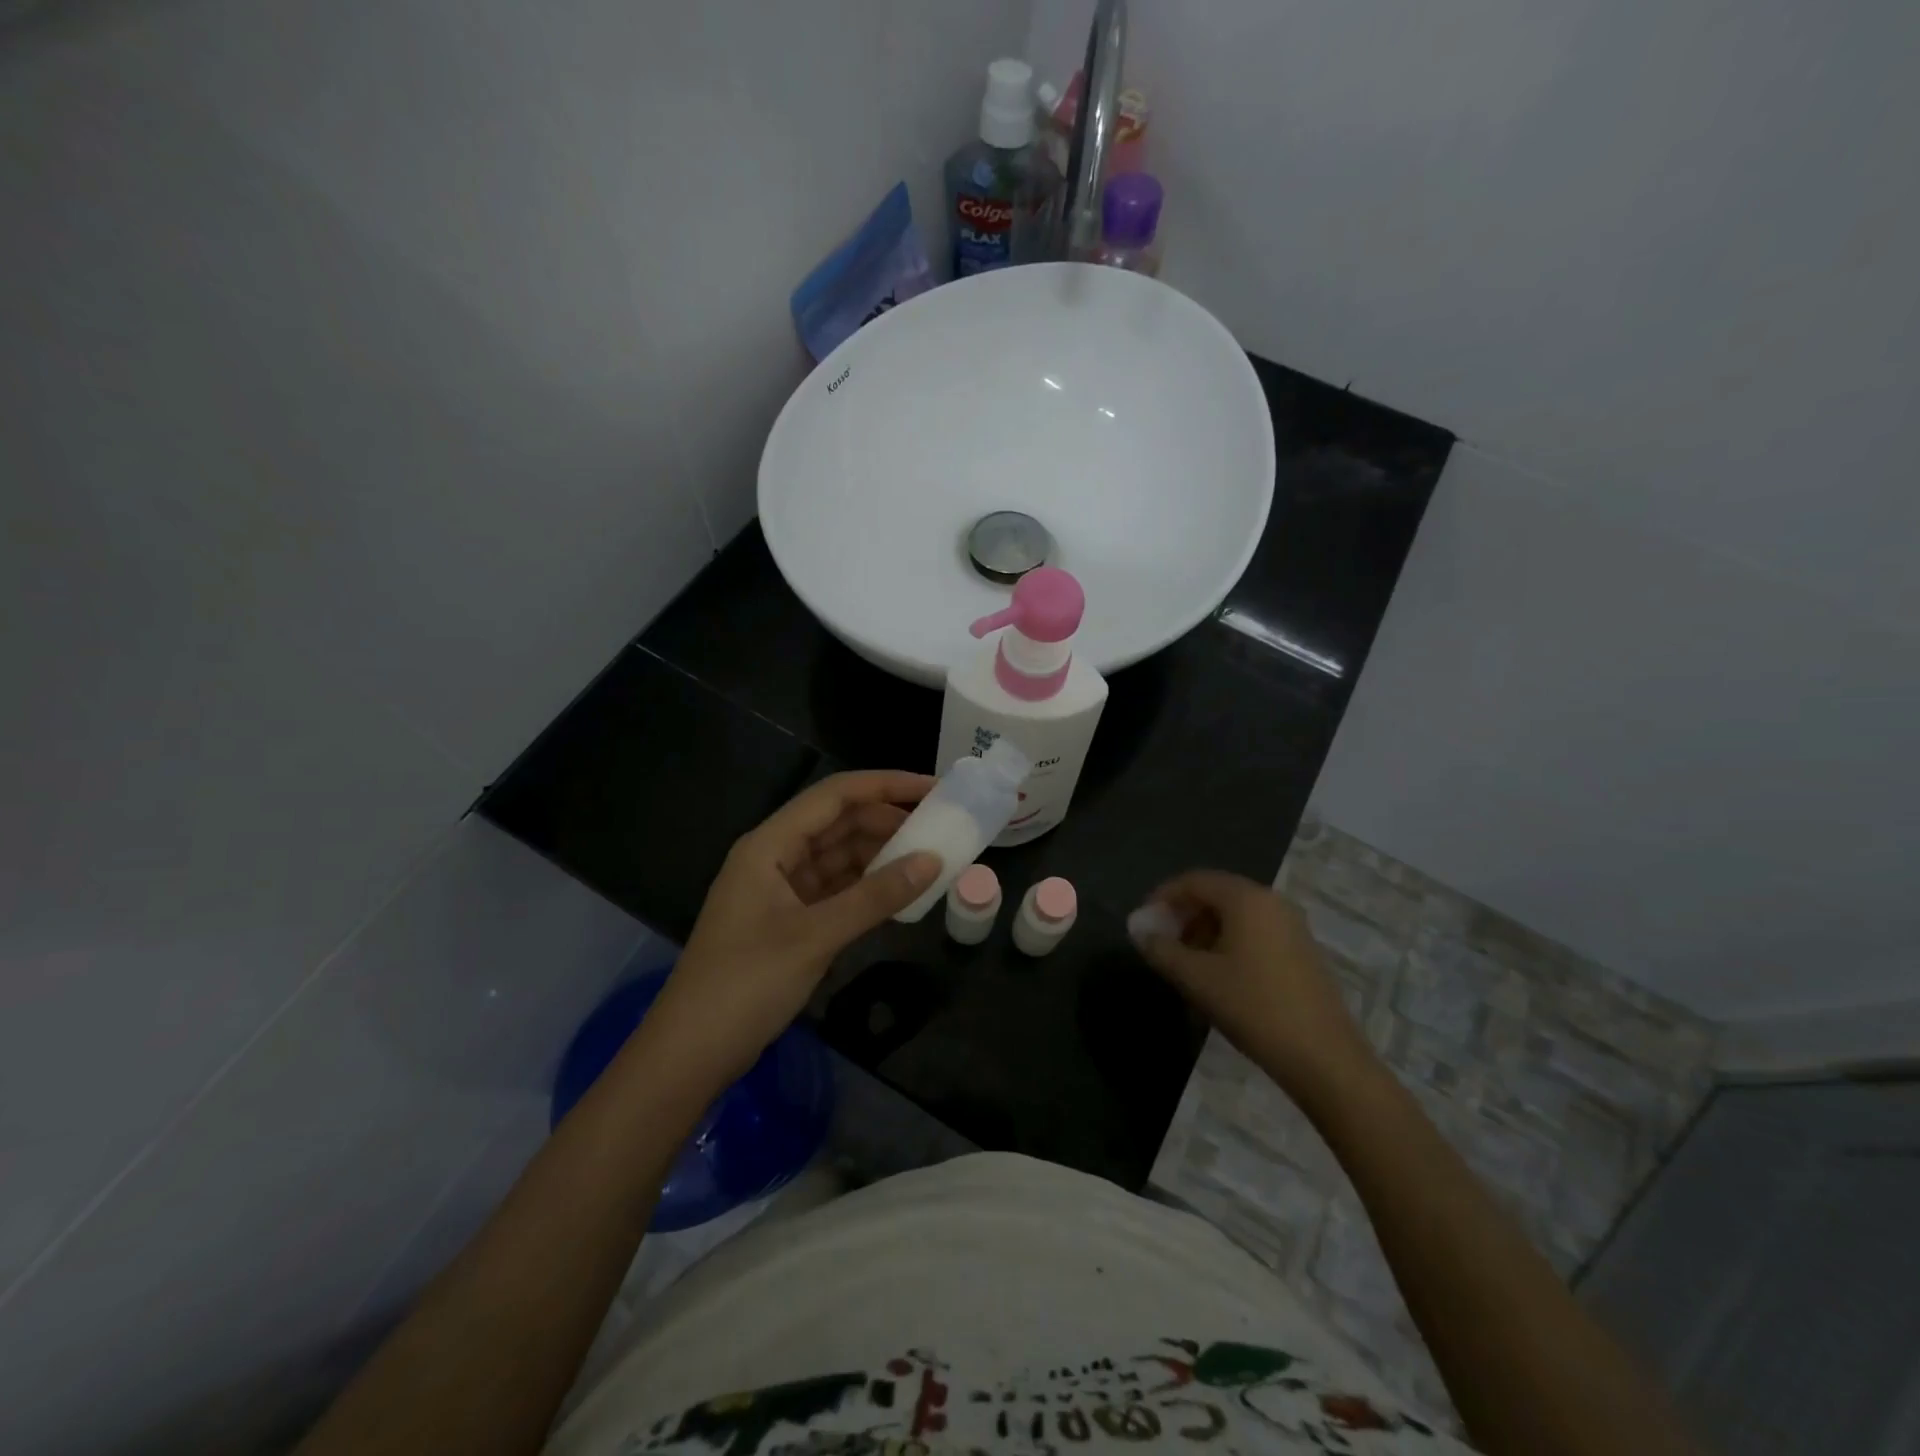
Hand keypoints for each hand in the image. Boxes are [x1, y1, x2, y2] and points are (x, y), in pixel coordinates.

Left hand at [639, 771, 940, 1091]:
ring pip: (838, 856)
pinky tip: (898, 892)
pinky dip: (866, 887)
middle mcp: (775, 857)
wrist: (690, 1053)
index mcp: (770, 845)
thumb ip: (876, 897)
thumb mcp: (815, 936)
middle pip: (838, 822)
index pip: (834, 795)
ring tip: (928, 858)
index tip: (933, 788)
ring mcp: (780, 890)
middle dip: (887, 820)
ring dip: (880, 855)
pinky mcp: (787, 921)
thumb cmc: (746, 984)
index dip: (885, 785)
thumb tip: (933, 861)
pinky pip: (835, 889)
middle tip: (940, 828)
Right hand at [1132, 870, 1371, 1096]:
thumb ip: (1161, 949)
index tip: (1143, 922)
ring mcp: (1292, 925)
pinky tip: (1219, 975)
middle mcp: (1272, 901)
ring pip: (1236, 914)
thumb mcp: (1196, 978)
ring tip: (1186, 963)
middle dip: (1183, 914)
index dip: (1163, 897)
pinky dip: (1229, 942)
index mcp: (1246, 898)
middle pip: (1216, 893)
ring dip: (1205, 930)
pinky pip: (1256, 931)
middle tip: (1162, 943)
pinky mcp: (1302, 950)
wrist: (1324, 1057)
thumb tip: (1138, 929)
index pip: (1194, 881)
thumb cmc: (1253, 1007)